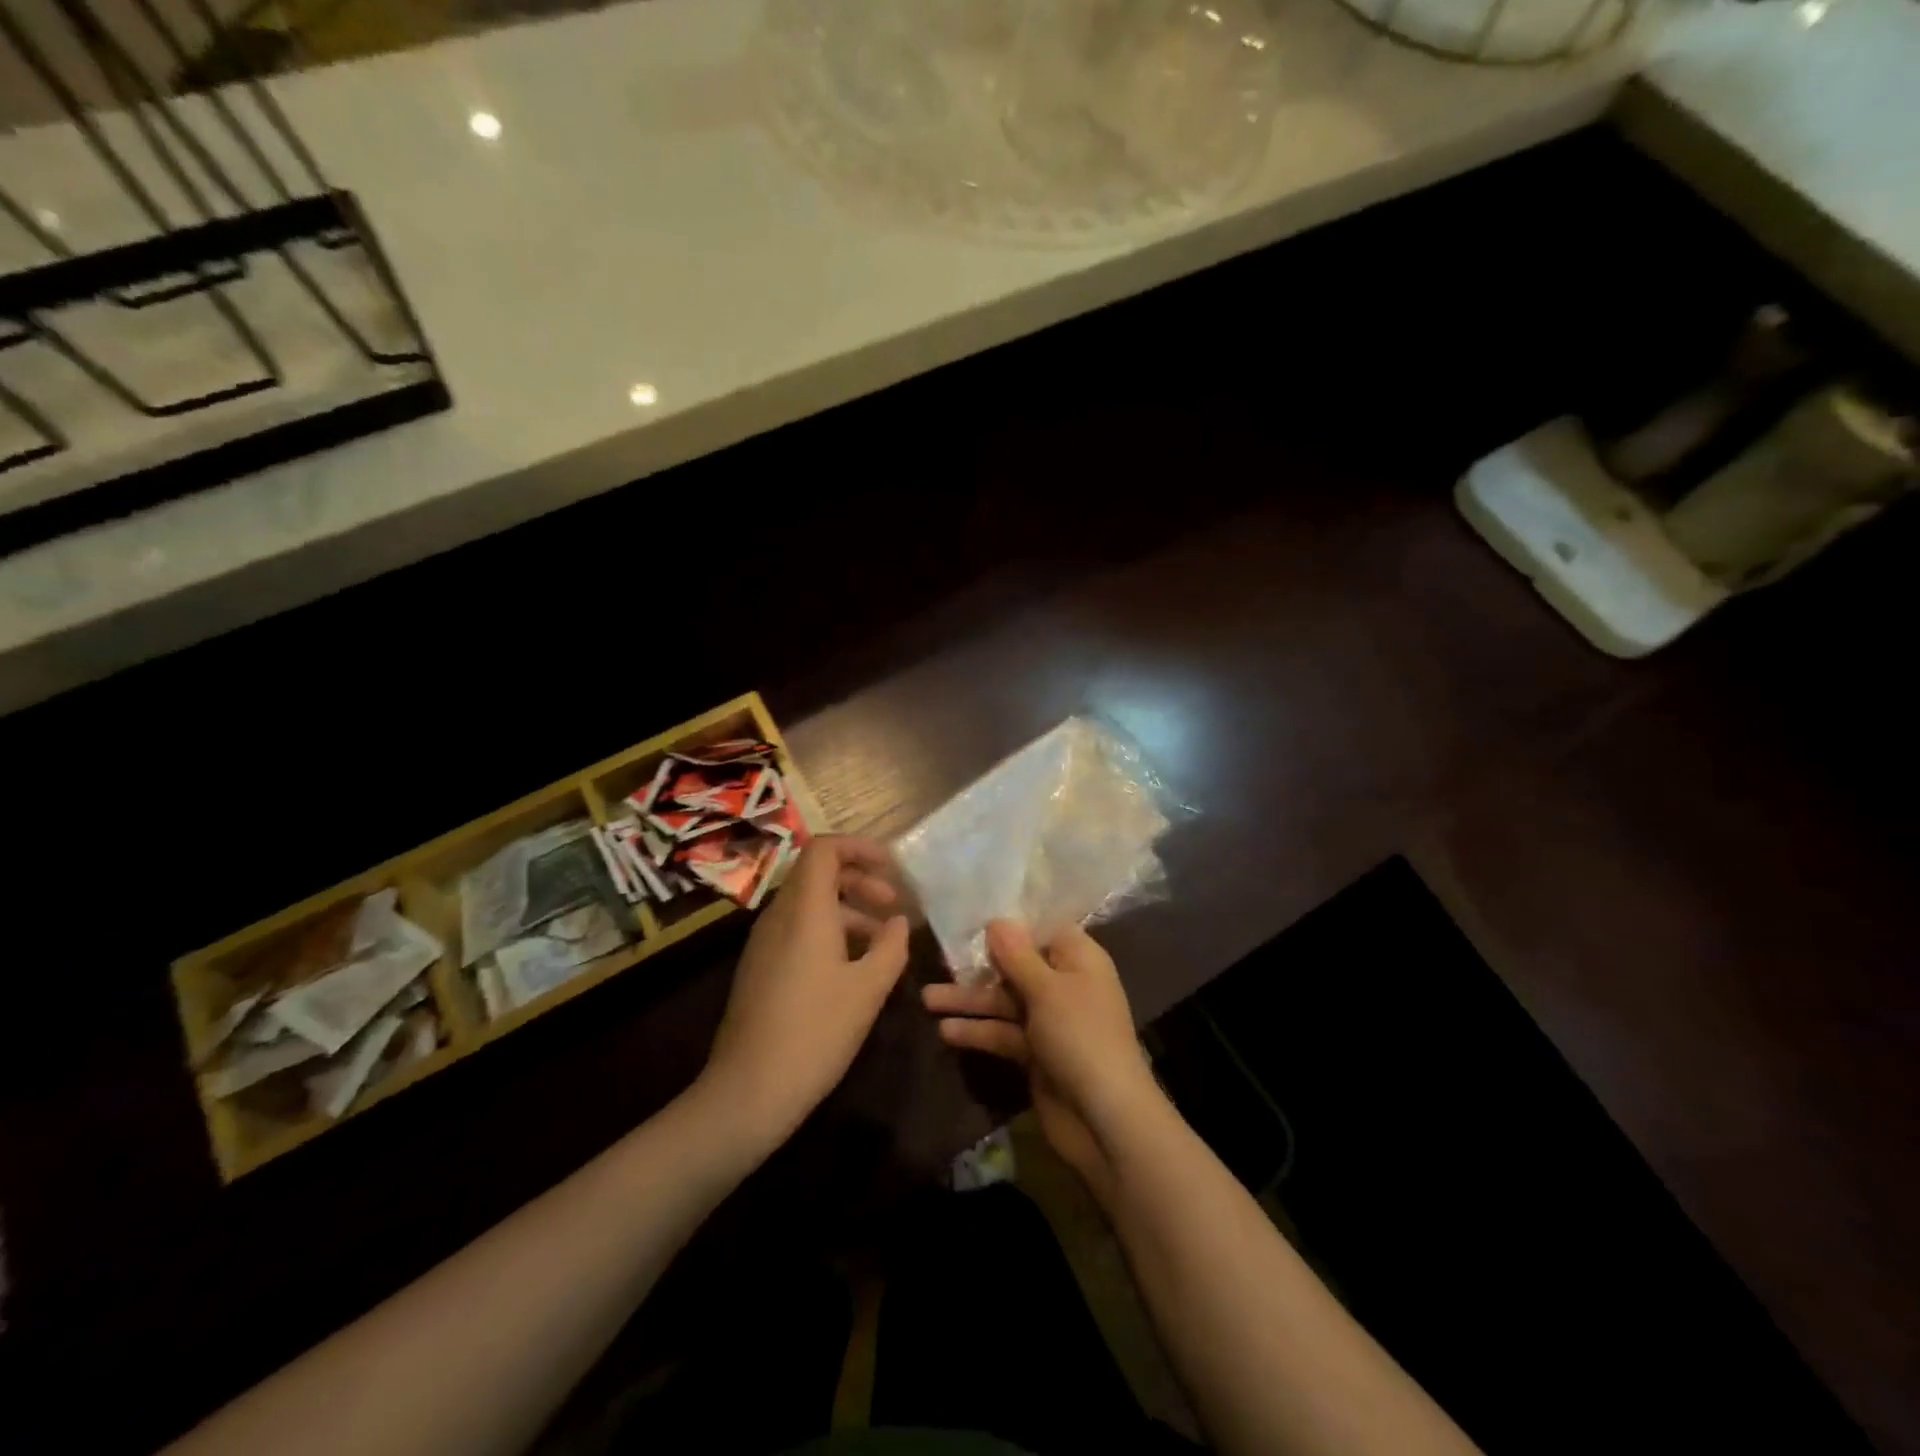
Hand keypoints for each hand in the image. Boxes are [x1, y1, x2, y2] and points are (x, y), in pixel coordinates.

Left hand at [700, 837, 909, 1146]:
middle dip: (859, 878)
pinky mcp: (760, 967)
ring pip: (808, 903)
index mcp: (804, 911)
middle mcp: (779, 916)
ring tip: (882, 938)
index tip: (892, 868)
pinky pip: (797, 928)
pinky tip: (852, 966)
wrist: (749, 1091)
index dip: (859, 847)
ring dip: (847, 908)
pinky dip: (829, 930)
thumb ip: (891, 947)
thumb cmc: (815, 1032)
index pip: (824, 849)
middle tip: (892, 904)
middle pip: (817, 873)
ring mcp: (764, 942)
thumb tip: (899, 922)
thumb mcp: (868, 990)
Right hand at [923, 921, 1161, 1201]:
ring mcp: (1050, 1022)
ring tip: (926, 998)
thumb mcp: (1047, 989)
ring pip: (1005, 1001)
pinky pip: (1003, 1033)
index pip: (1043, 931)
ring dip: (970, 1000)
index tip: (973, 920)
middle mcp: (1065, 985)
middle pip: (1017, 967)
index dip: (1011, 927)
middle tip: (938, 960)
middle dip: (980, 966)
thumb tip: (997, 920)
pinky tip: (945, 1031)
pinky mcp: (1036, 1054)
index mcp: (1079, 960)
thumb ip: (1018, 955)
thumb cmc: (1080, 1036)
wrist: (1104, 1119)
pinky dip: (979, 1031)